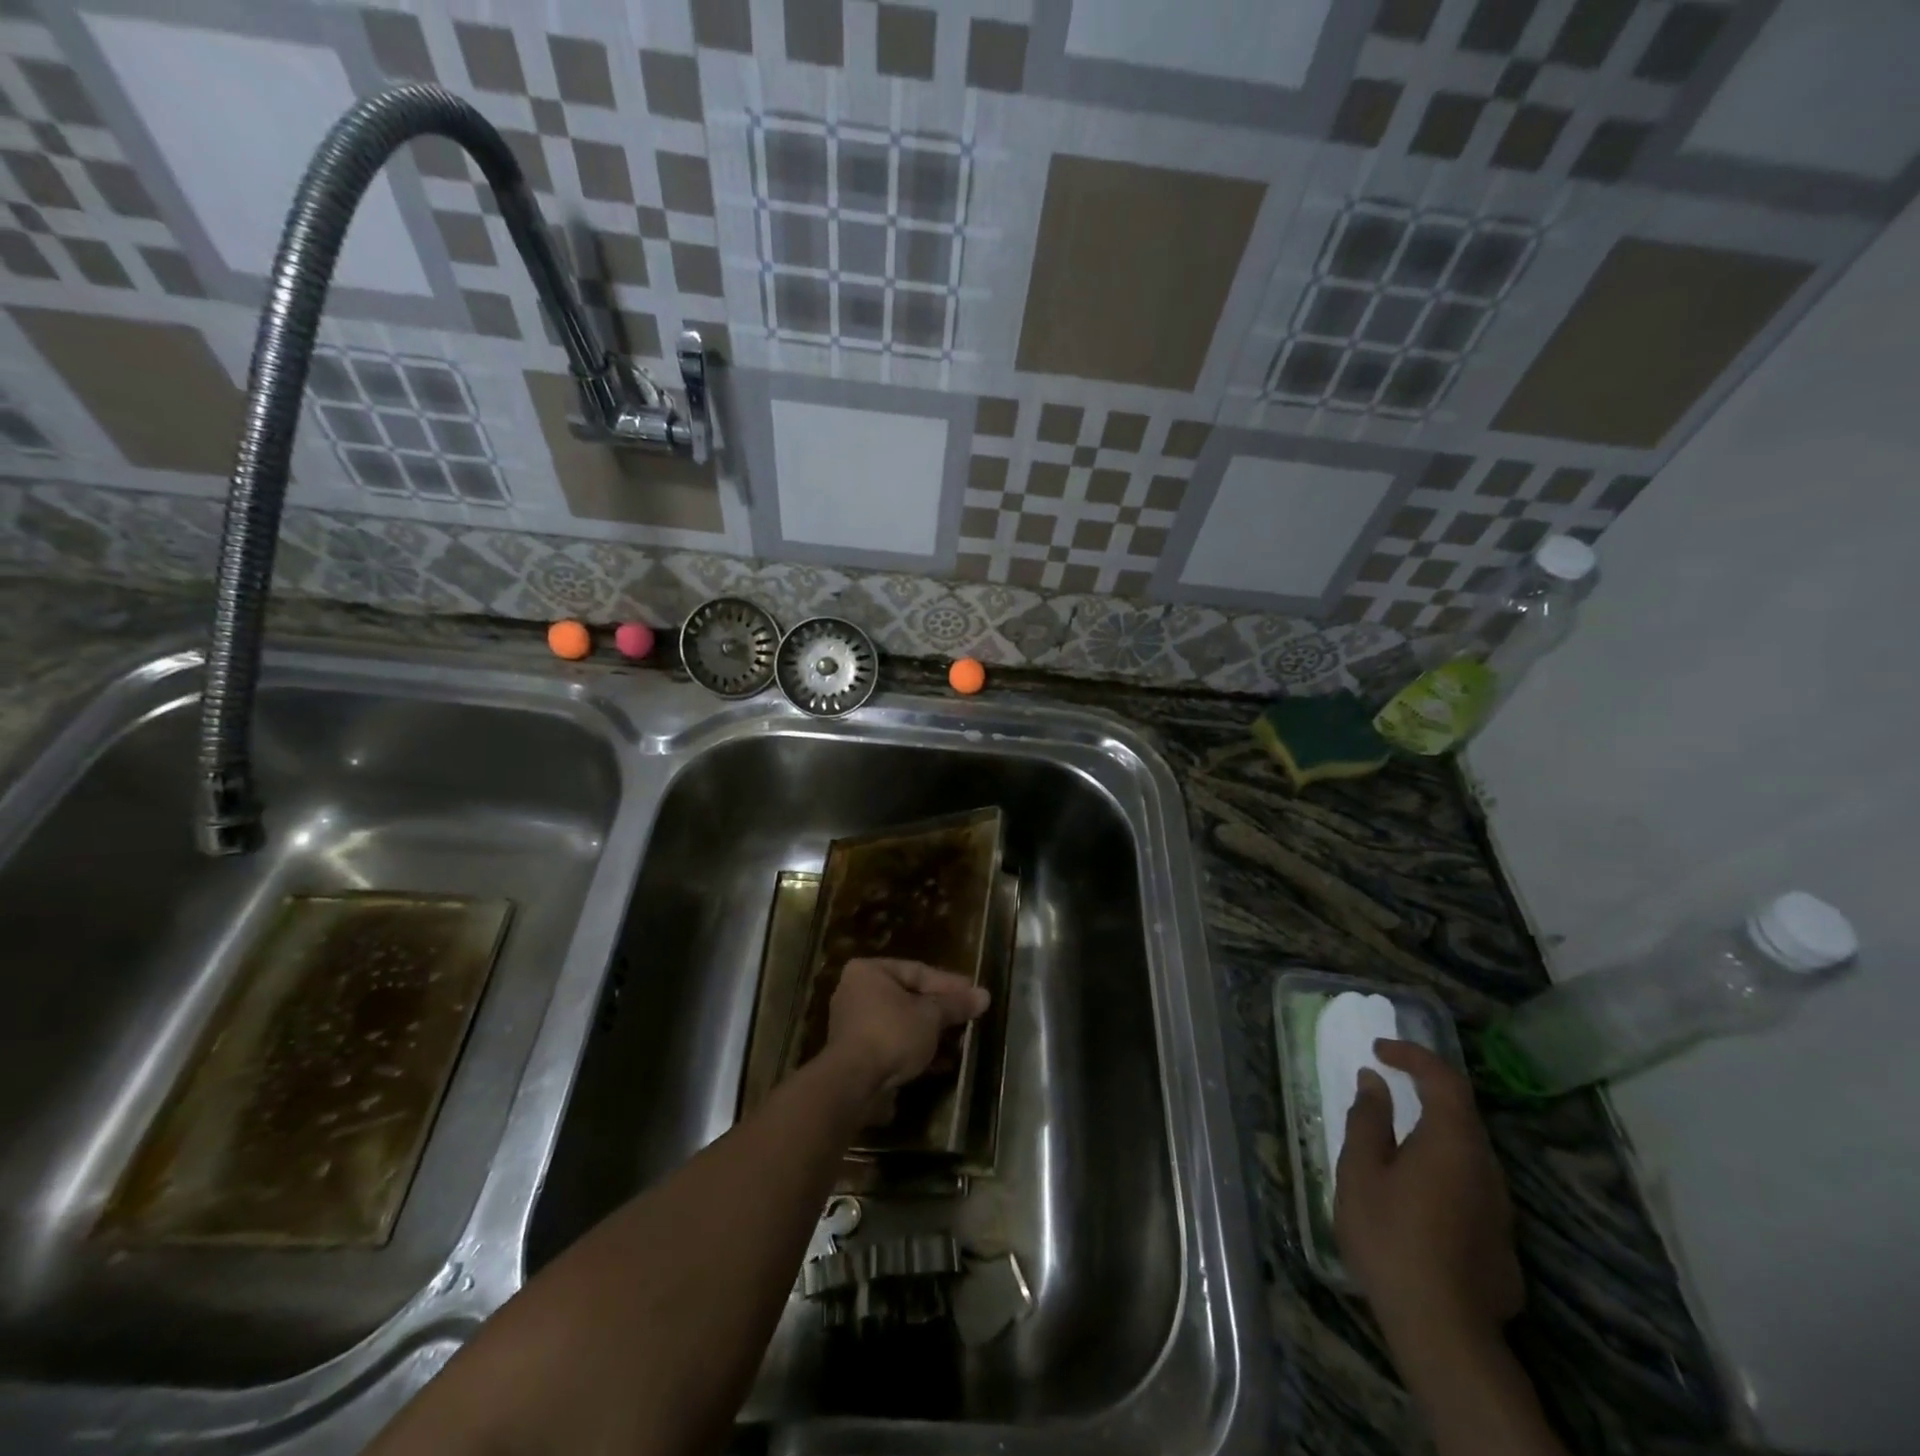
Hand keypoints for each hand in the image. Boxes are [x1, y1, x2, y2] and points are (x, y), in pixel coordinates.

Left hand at [825, 958, 989, 1118]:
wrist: (854, 1084)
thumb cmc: (892, 1034)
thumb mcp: (930, 1016)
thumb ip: (956, 1005)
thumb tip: (985, 995)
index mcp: (868, 971)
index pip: (917, 971)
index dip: (949, 983)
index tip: (973, 993)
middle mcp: (855, 992)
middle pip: (908, 996)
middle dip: (939, 1010)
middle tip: (967, 1016)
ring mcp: (853, 1024)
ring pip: (901, 1022)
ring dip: (929, 1032)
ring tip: (959, 1040)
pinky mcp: (855, 1054)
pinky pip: (892, 1043)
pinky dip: (914, 1049)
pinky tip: (941, 1062)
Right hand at [1334, 1039, 1523, 1347]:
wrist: (1444, 1331)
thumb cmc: (1391, 1237)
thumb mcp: (1361, 1172)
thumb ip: (1368, 1121)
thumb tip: (1374, 1082)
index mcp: (1452, 1142)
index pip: (1443, 1079)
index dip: (1412, 1055)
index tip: (1379, 1050)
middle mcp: (1486, 1167)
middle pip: (1461, 1114)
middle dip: (1424, 1091)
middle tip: (1386, 1085)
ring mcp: (1500, 1208)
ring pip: (1468, 1152)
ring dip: (1433, 1132)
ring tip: (1393, 1139)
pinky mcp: (1501, 1241)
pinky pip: (1471, 1185)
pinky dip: (1442, 1168)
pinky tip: (1415, 1193)